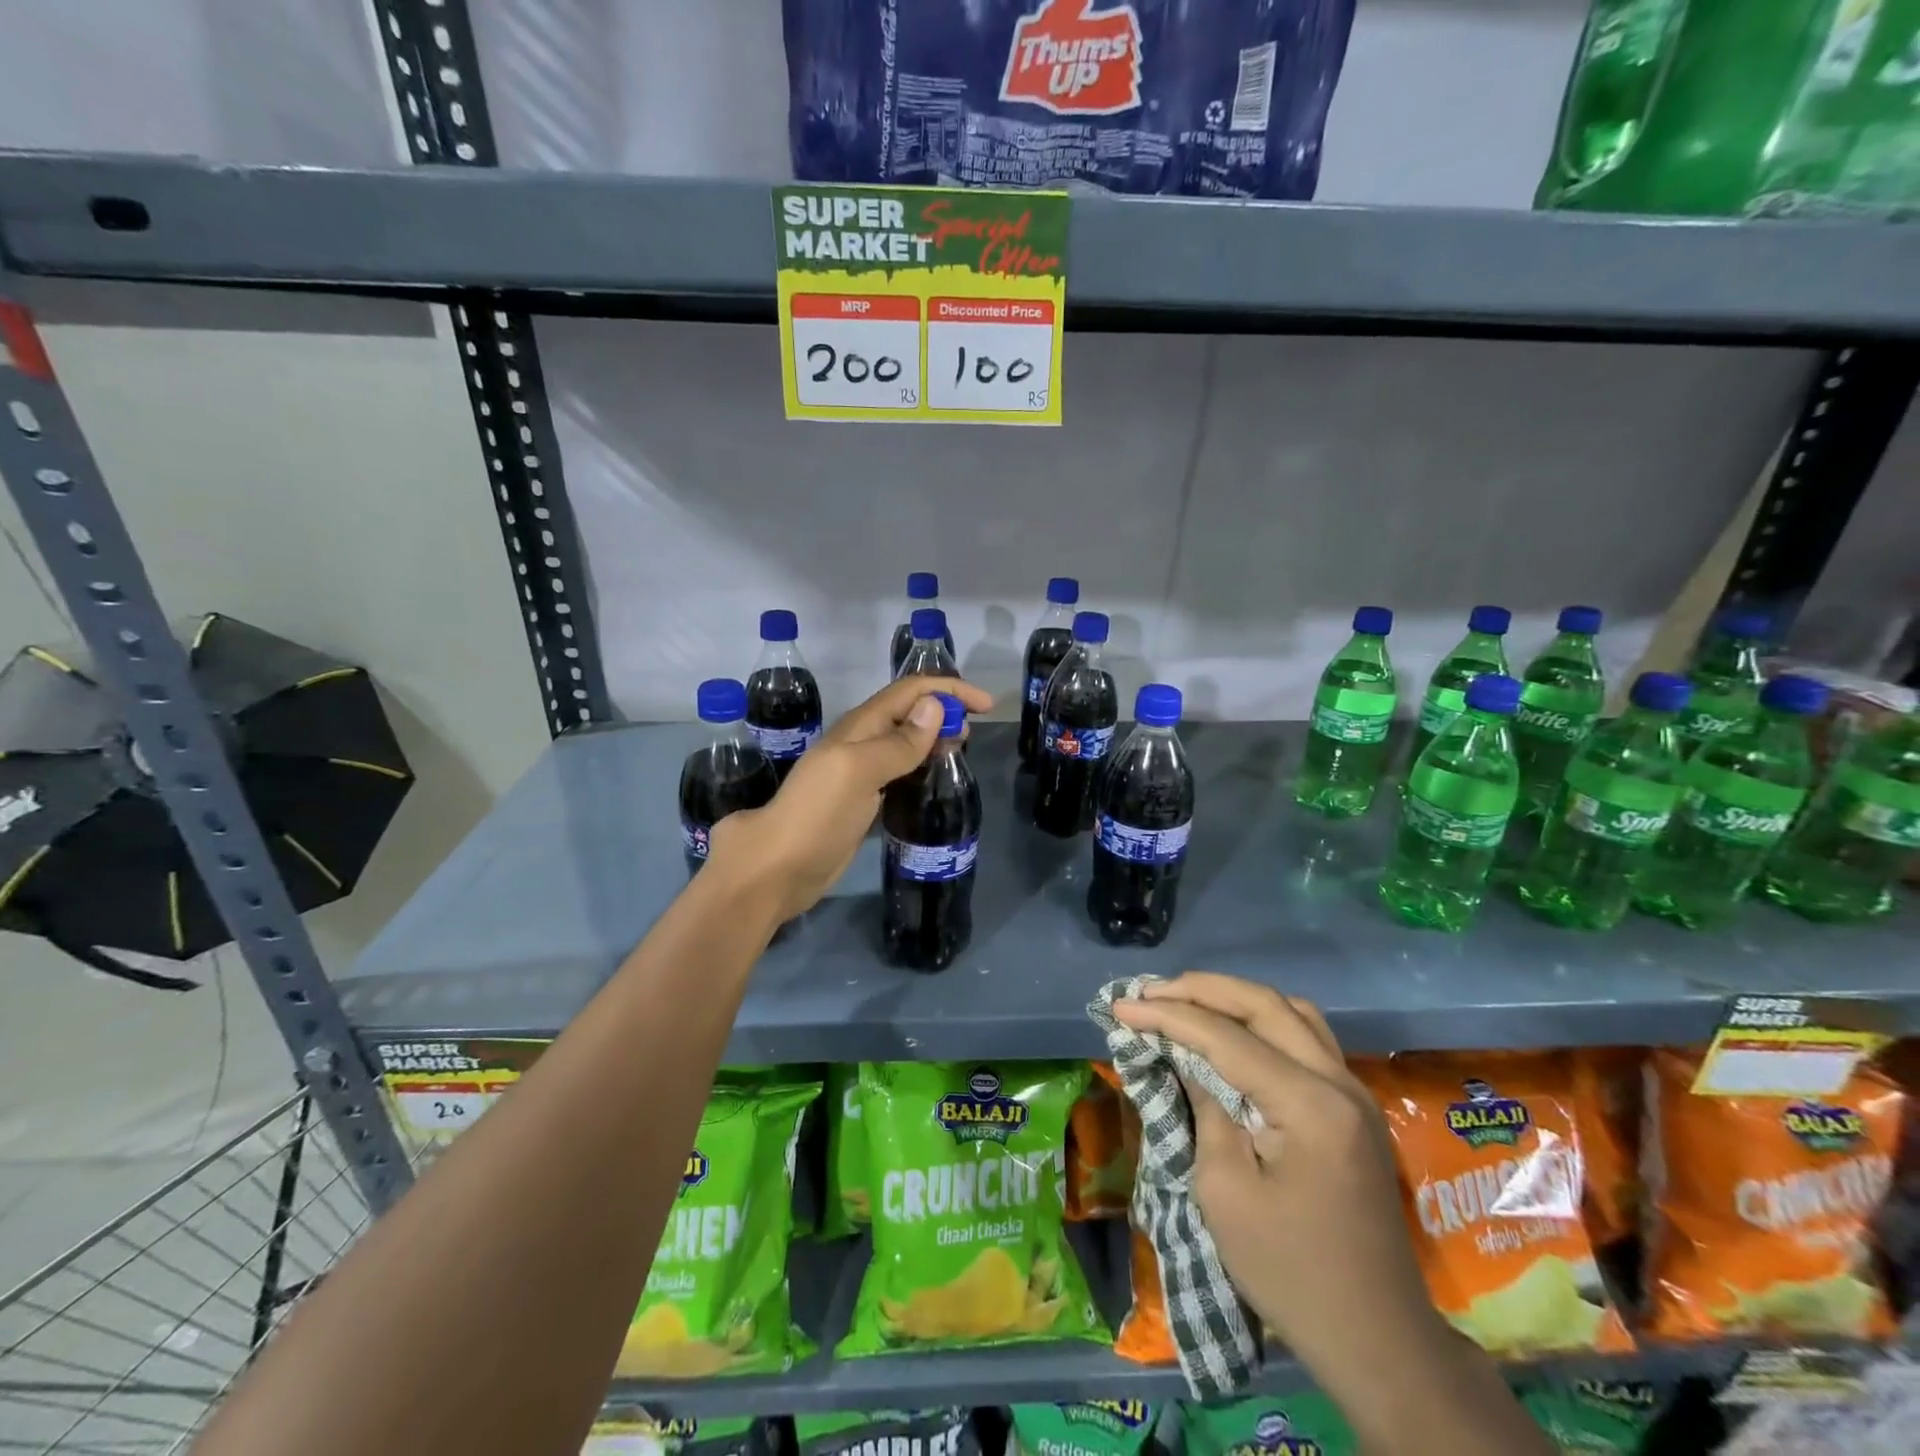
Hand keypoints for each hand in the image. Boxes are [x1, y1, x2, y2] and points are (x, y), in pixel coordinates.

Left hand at [708, 674, 992, 921]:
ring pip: (905, 742)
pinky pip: (899, 772)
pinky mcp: (863, 801)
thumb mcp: (859, 771)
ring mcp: (861, 773)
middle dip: (943, 711)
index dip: (948, 689)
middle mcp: (861, 743)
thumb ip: (897, 742)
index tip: (986, 706)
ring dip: (934, 738)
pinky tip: (933, 781)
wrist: (778, 867)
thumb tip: (935, 708)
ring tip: (960, 751)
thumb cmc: (817, 814)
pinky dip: (921, 767)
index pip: (910, 692)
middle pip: (909, 713)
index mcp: (860, 726)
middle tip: (972, 733)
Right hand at [1112, 974, 1448, 1404]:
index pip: (1227, 1037)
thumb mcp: (1224, 1190)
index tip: (1120, 1006)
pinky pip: (1306, 1035)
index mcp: (1310, 1105)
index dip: (1168, 1016)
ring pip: (1290, 1010)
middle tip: (1149, 992)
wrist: (1377, 1338)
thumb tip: (1183, 1056)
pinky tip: (1231, 1030)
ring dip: (1233, 997)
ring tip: (1185, 1001)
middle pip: (1264, 1004)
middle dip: (1200, 989)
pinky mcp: (1354, 1105)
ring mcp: (1354, 1090)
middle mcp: (1339, 1081)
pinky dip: (1262, 1019)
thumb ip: (1204, 1107)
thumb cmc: (1289, 1271)